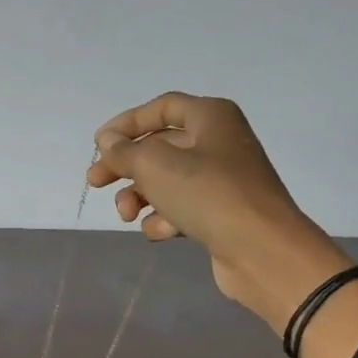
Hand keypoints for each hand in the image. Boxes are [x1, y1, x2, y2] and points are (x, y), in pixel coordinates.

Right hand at [86, 92, 342, 326]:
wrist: (262, 249)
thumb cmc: (208, 194)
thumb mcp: (155, 166)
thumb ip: (124, 151)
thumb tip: (108, 141)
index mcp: (211, 117)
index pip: (162, 108)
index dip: (127, 123)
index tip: (99, 145)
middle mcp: (219, 142)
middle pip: (160, 147)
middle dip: (126, 166)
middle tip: (95, 183)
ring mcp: (222, 180)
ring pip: (166, 181)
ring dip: (140, 197)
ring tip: (127, 215)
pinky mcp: (221, 214)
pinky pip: (182, 208)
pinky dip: (165, 218)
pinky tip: (162, 231)